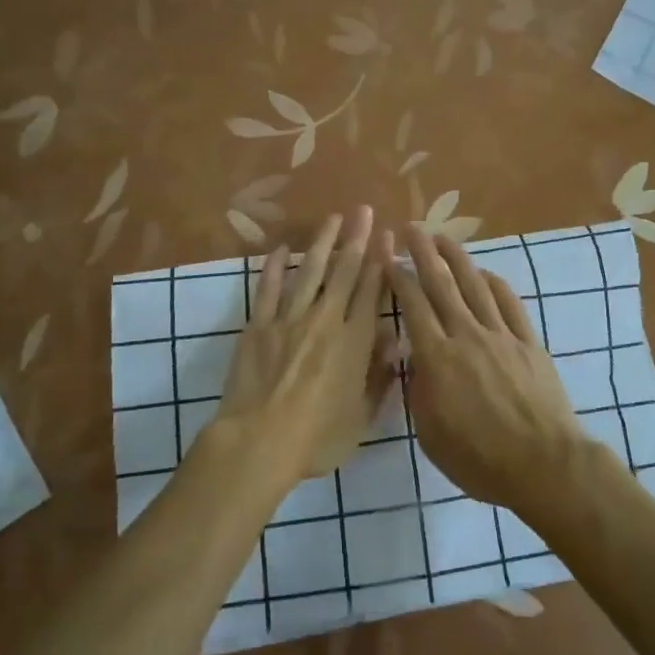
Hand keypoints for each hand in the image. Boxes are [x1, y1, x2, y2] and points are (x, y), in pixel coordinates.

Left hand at [215, 207, 393, 483]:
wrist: (259, 442)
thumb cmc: (316, 438)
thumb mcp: (361, 417)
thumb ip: (379, 377)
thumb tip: (395, 342)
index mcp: (354, 343)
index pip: (372, 292)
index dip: (381, 262)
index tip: (388, 237)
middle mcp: (325, 321)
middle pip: (344, 272)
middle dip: (356, 239)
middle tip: (364, 211)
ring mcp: (289, 319)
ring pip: (309, 272)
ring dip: (322, 243)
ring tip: (332, 218)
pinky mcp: (258, 325)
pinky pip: (267, 290)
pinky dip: (273, 268)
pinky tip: (278, 249)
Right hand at [380, 223, 592, 513]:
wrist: (544, 464)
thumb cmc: (479, 459)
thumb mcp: (430, 434)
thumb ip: (417, 391)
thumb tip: (414, 360)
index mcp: (437, 358)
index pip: (413, 306)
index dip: (399, 278)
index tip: (388, 256)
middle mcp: (467, 335)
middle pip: (442, 285)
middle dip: (424, 253)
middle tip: (412, 228)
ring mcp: (501, 335)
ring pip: (475, 286)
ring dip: (457, 258)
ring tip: (443, 238)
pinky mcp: (528, 342)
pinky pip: (509, 303)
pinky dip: (494, 283)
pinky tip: (485, 273)